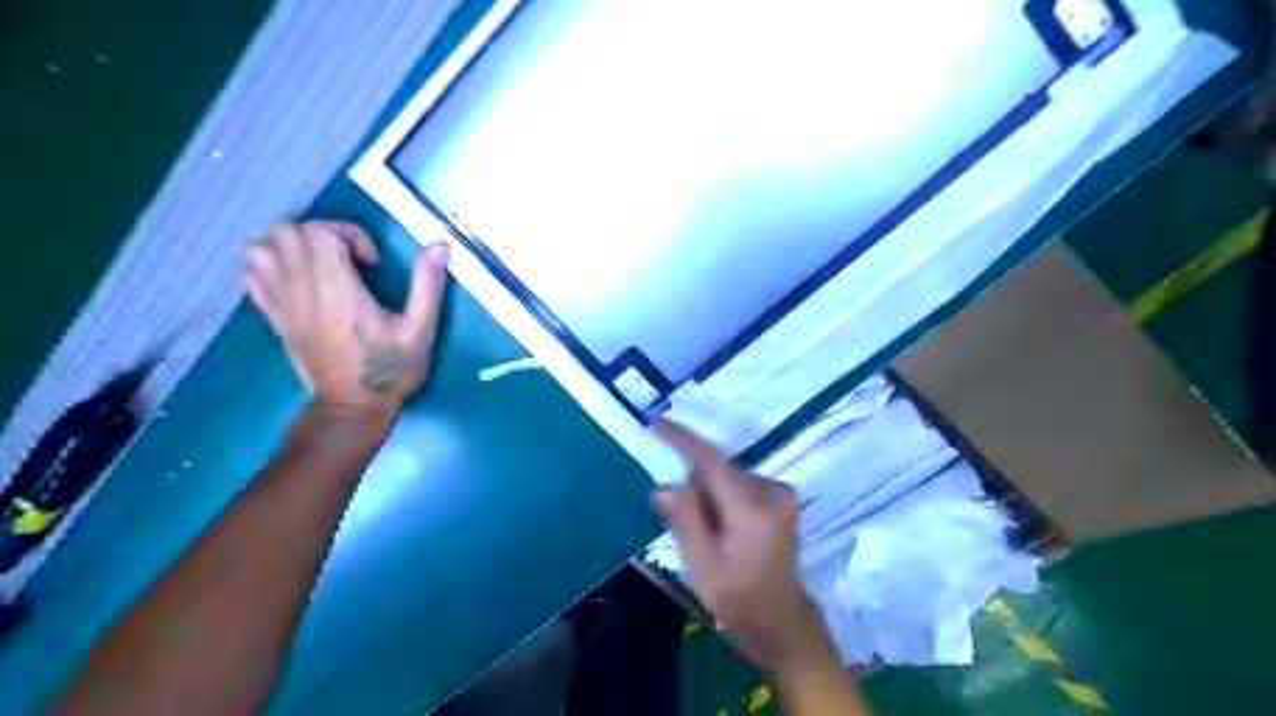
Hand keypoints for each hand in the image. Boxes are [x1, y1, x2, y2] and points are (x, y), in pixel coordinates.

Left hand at [243, 222, 446, 415]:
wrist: (351, 407)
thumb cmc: (389, 369)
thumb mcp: (420, 330)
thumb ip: (428, 285)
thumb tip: (439, 245)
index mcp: (337, 289)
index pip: (320, 231)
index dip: (349, 234)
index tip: (372, 263)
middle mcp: (302, 289)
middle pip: (289, 231)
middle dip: (323, 233)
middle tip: (350, 258)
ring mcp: (281, 303)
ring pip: (263, 246)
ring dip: (292, 243)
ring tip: (322, 262)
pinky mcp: (273, 315)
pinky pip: (252, 272)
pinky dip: (269, 261)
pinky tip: (297, 275)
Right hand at [649, 417, 839, 672]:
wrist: (781, 623)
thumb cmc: (739, 598)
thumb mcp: (703, 565)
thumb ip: (685, 521)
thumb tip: (664, 485)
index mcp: (753, 509)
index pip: (712, 462)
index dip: (683, 440)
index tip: (657, 423)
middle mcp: (773, 491)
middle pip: (720, 469)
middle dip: (695, 483)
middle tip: (682, 518)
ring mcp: (782, 493)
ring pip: (728, 476)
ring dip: (709, 493)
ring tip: (706, 532)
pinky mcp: (782, 498)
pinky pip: (740, 484)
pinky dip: (723, 497)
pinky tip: (722, 526)